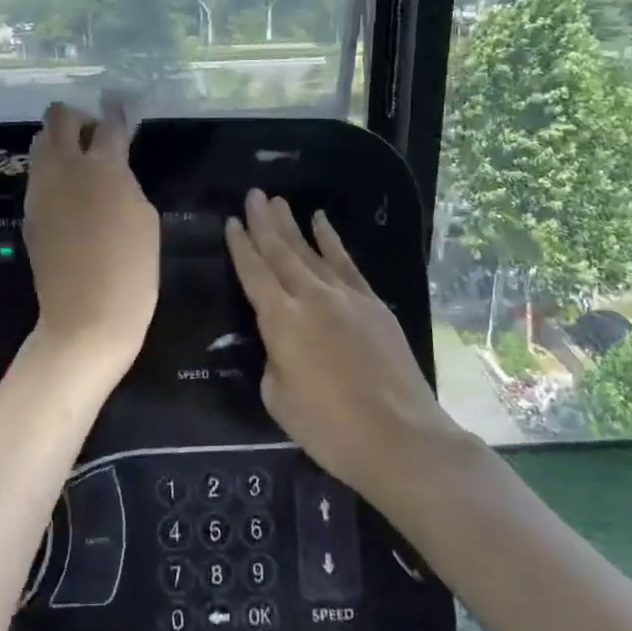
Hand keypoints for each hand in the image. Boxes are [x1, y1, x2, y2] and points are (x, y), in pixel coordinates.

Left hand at [23, 97, 159, 378]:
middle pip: (58, 118)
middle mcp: (64, 169)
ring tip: (82, 169)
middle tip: (96, 139)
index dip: (116, 110)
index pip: (108, 123)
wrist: (86, 318)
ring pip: (41, 145)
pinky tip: (71, 199)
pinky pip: (38, 178)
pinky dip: (53, 175)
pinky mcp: (29, 214)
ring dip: (60, 145)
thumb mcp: (145, 218)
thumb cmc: (132, 270)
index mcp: (102, 166)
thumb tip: (111, 171)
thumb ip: (125, 183)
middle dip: (77, 119)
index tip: (119, 104)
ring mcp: (40, 191)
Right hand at [225, 190, 460, 500]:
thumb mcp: (278, 398)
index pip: (254, 273)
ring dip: (293, 225)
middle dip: (264, 222)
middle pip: (281, 252)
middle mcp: (311, 297)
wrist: (399, 436)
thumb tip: (282, 344)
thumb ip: (274, 360)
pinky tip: (322, 222)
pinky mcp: (373, 303)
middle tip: (253, 195)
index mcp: (281, 320)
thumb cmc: (329, 428)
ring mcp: (346, 296)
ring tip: (278, 201)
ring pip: (312, 251)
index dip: (240, 246)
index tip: (231, 221)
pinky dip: (332, 240)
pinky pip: (346, 262)